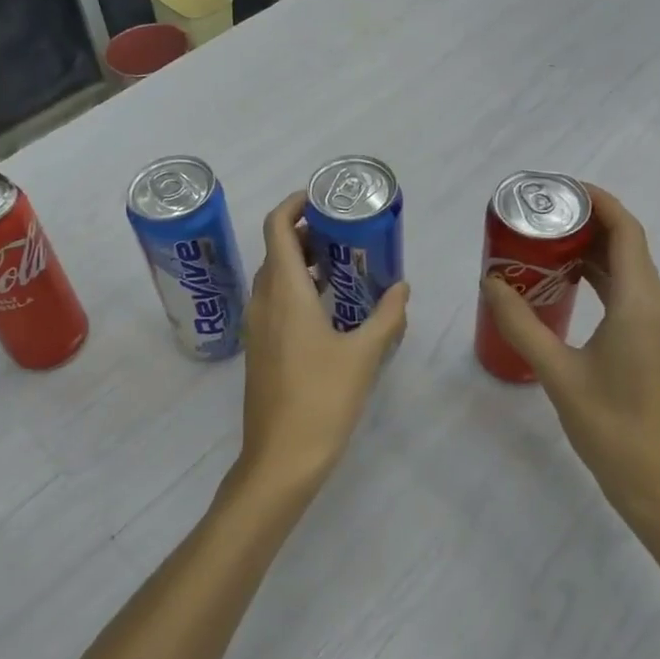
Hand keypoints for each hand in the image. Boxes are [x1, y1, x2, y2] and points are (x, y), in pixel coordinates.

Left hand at [236, 191, 408, 499]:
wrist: (280, 459)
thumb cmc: (322, 400)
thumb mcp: (364, 355)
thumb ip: (387, 316)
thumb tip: (402, 287)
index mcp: (284, 293)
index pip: (276, 228)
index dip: (293, 205)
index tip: (321, 199)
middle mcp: (263, 302)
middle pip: (275, 251)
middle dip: (304, 234)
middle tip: (343, 233)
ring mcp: (257, 328)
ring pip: (274, 278)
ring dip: (301, 263)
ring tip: (342, 266)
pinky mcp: (260, 349)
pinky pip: (274, 303)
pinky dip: (296, 290)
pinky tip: (329, 309)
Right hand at [478, 186, 659, 530]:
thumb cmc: (612, 428)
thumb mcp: (558, 373)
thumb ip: (521, 324)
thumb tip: (490, 282)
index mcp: (641, 303)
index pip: (626, 231)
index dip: (597, 201)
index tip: (558, 189)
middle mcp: (658, 305)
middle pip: (627, 245)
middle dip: (585, 223)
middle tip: (537, 219)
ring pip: (628, 270)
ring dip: (590, 252)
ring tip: (542, 246)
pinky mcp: (657, 344)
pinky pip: (629, 293)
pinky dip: (598, 279)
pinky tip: (563, 287)